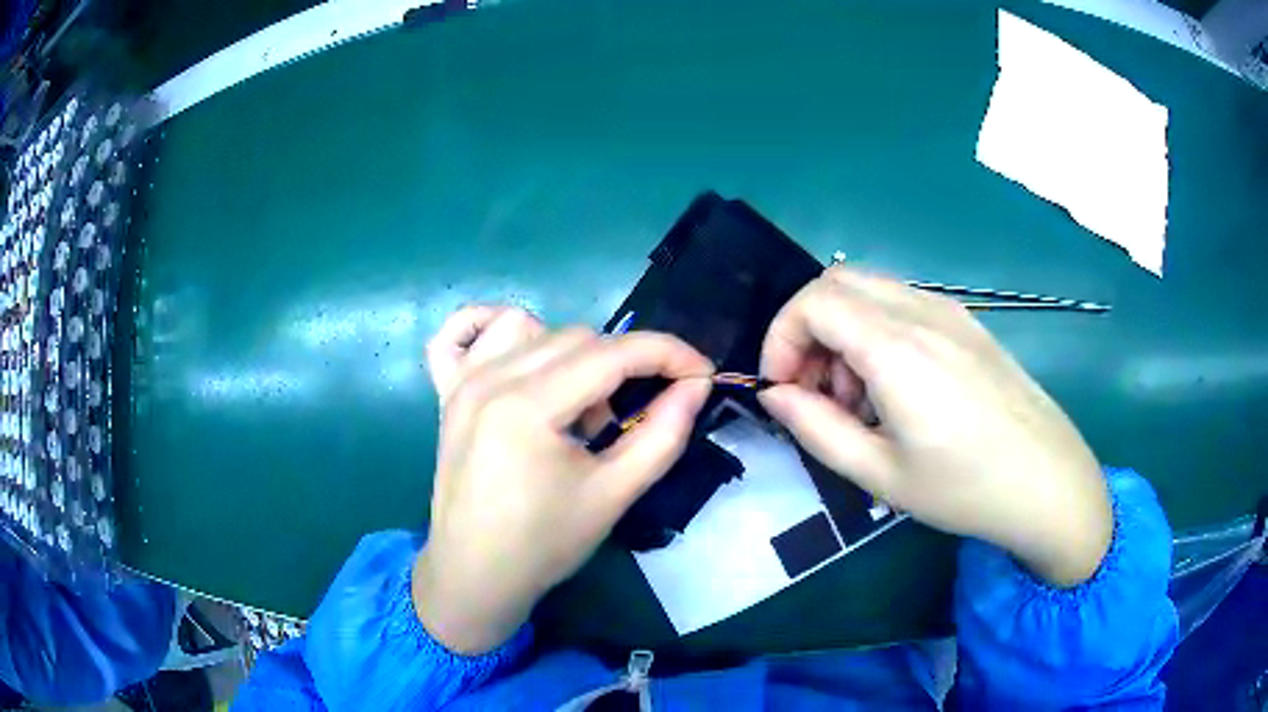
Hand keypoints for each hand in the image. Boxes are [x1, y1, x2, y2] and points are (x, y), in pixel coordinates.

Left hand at [415, 322, 712, 653]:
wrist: (476, 574)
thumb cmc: (544, 543)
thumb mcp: (614, 494)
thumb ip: (663, 435)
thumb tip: (696, 385)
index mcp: (528, 406)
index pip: (612, 354)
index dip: (667, 354)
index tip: (701, 373)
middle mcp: (490, 378)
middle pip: (576, 338)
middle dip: (621, 366)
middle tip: (628, 419)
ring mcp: (461, 381)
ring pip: (531, 328)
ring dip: (568, 354)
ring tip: (573, 406)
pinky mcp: (446, 392)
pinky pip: (460, 331)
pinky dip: (490, 326)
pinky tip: (515, 354)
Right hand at [758, 266, 1111, 586]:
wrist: (1049, 481)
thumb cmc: (966, 488)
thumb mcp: (880, 475)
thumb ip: (816, 428)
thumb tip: (775, 394)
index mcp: (897, 348)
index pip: (814, 301)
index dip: (781, 337)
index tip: (781, 387)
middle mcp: (922, 311)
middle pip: (838, 281)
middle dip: (808, 329)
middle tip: (815, 390)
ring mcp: (950, 311)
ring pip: (870, 290)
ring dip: (844, 332)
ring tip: (859, 400)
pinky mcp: (968, 322)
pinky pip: (903, 305)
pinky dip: (877, 332)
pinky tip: (897, 389)